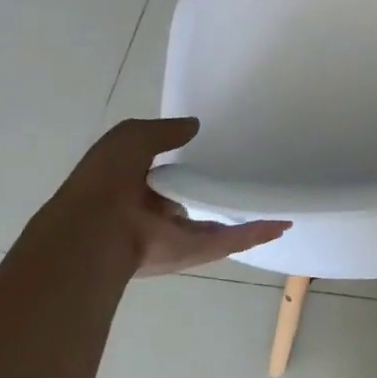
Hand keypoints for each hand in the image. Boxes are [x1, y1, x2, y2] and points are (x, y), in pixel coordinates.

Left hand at [55, 118, 289, 276]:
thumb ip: (166, 130)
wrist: (95, 231)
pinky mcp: (194, 251)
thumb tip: (194, 126)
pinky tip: (281, 224)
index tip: (208, 153)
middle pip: (190, 202)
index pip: (162, 175)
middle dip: (210, 194)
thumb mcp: (132, 137)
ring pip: (214, 224)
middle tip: (241, 177)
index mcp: (132, 188)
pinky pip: (230, 239)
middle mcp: (153, 215)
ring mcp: (175, 236)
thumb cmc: (106, 179)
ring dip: (242, 215)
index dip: (181, 165)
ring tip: (269, 201)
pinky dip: (257, 233)